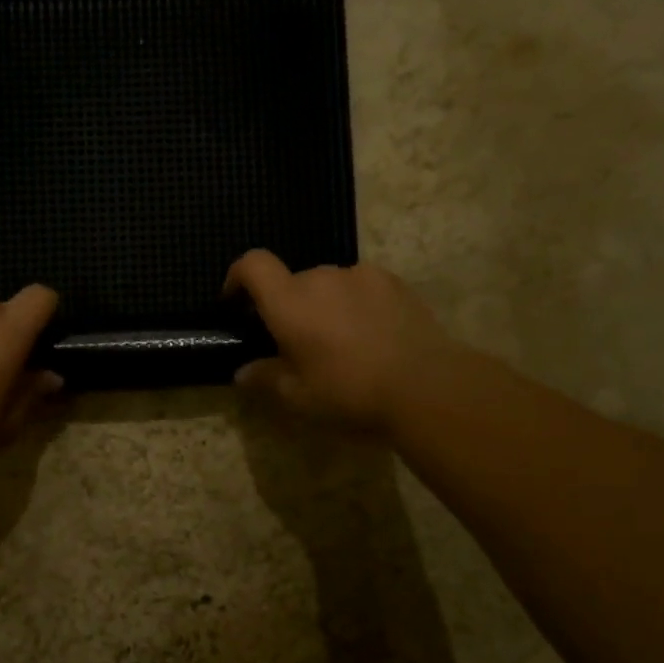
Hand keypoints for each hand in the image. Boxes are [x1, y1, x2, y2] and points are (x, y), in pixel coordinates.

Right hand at [225, 250, 443, 429]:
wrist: (427, 386)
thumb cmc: (350, 392)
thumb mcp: (298, 397)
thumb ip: (265, 378)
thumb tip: (243, 372)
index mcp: (290, 302)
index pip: (252, 265)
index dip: (237, 277)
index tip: (236, 303)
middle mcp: (321, 277)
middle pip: (292, 280)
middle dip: (287, 305)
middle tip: (296, 342)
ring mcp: (361, 275)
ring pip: (328, 284)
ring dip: (323, 304)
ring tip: (339, 341)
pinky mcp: (394, 282)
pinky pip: (360, 286)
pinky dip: (355, 303)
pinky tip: (370, 334)